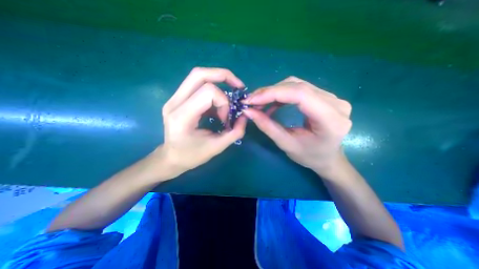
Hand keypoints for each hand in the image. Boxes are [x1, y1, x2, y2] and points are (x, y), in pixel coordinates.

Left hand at [159, 67, 246, 175]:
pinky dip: (213, 90)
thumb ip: (235, 132)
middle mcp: (174, 102)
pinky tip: (218, 103)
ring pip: (198, 76)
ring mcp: (173, 98)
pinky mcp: (177, 99)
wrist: (171, 158)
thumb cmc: (192, 156)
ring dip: (218, 81)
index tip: (226, 118)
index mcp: (182, 116)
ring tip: (229, 96)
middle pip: (199, 74)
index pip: (208, 92)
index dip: (224, 102)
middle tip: (238, 86)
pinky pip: (197, 85)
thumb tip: (245, 116)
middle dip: (223, 76)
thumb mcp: (217, 147)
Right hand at [243, 75, 349, 175]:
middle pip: (297, 86)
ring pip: (297, 85)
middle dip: (270, 92)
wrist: (328, 157)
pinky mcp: (325, 96)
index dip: (272, 94)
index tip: (251, 100)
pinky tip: (272, 103)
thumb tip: (248, 111)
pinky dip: (282, 94)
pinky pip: (299, 89)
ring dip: (274, 92)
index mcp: (331, 120)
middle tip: (251, 101)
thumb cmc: (309, 156)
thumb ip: (267, 126)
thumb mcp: (286, 144)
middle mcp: (336, 103)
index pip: (300, 95)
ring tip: (259, 102)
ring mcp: (332, 97)